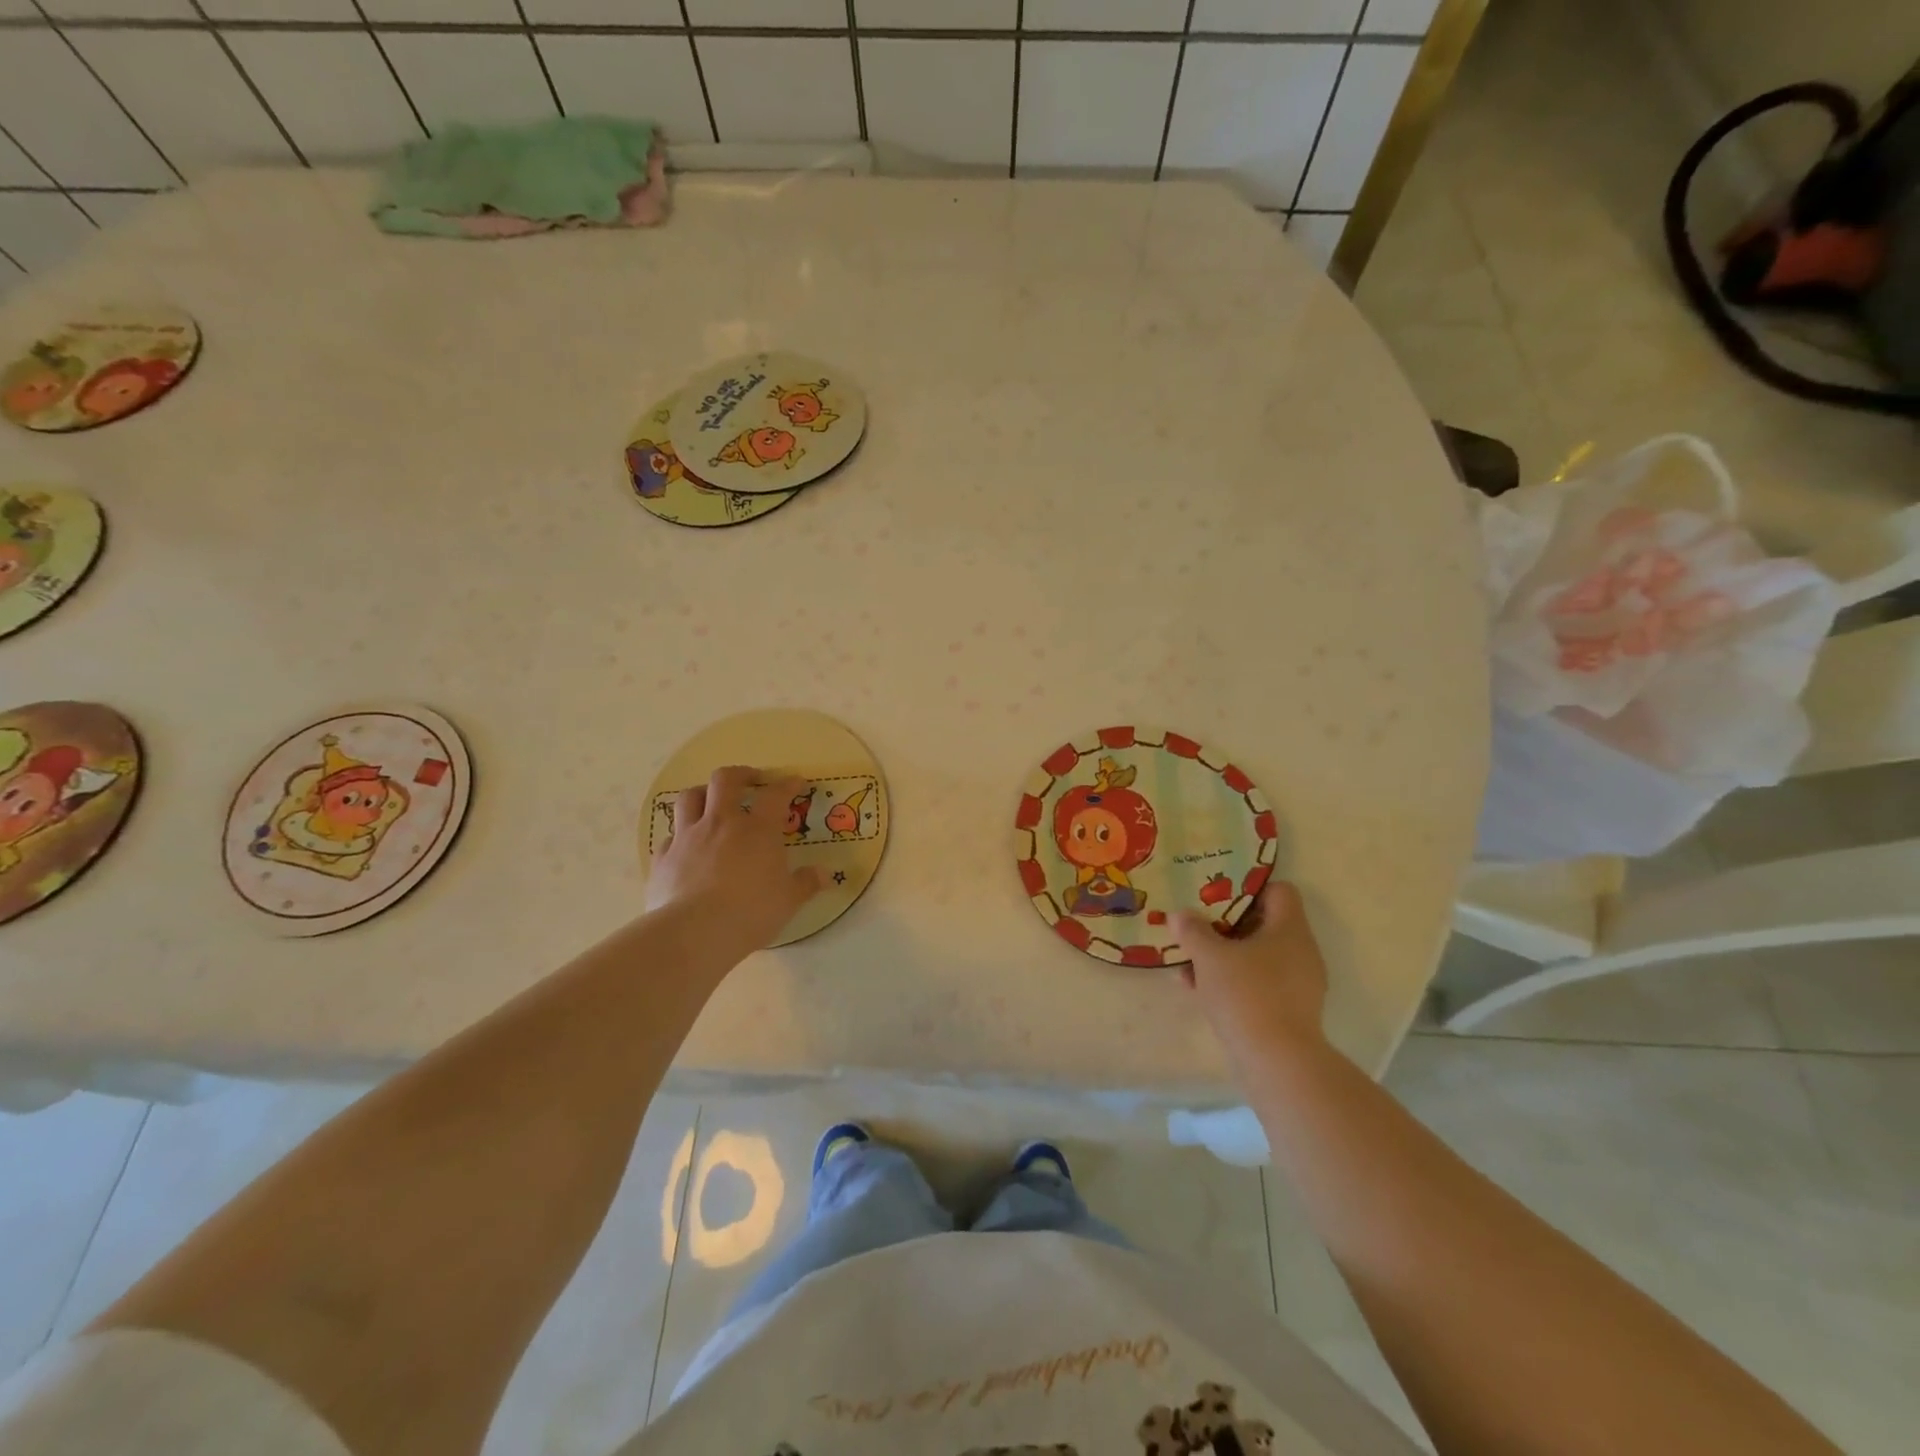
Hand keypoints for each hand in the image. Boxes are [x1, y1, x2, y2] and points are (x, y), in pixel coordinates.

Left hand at [647, 765, 824, 953]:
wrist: (693, 933)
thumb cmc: (750, 912)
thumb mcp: (788, 900)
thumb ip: (806, 883)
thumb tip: (825, 874)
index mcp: (756, 830)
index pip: (775, 795)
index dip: (787, 785)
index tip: (795, 782)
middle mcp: (720, 823)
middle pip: (725, 780)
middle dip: (740, 774)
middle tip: (751, 780)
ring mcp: (687, 838)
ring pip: (689, 798)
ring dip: (702, 793)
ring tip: (711, 802)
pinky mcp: (662, 858)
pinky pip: (669, 836)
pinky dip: (679, 835)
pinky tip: (686, 847)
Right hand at [1172, 881, 1329, 1066]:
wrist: (1277, 1062)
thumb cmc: (1246, 994)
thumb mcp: (1209, 956)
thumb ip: (1192, 930)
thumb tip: (1180, 914)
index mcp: (1290, 929)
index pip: (1279, 891)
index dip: (1248, 888)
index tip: (1216, 894)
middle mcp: (1301, 951)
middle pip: (1264, 924)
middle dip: (1226, 925)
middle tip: (1196, 925)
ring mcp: (1299, 984)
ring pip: (1257, 956)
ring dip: (1224, 955)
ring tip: (1189, 961)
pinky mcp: (1290, 1012)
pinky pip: (1258, 983)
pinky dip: (1232, 981)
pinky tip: (1198, 989)